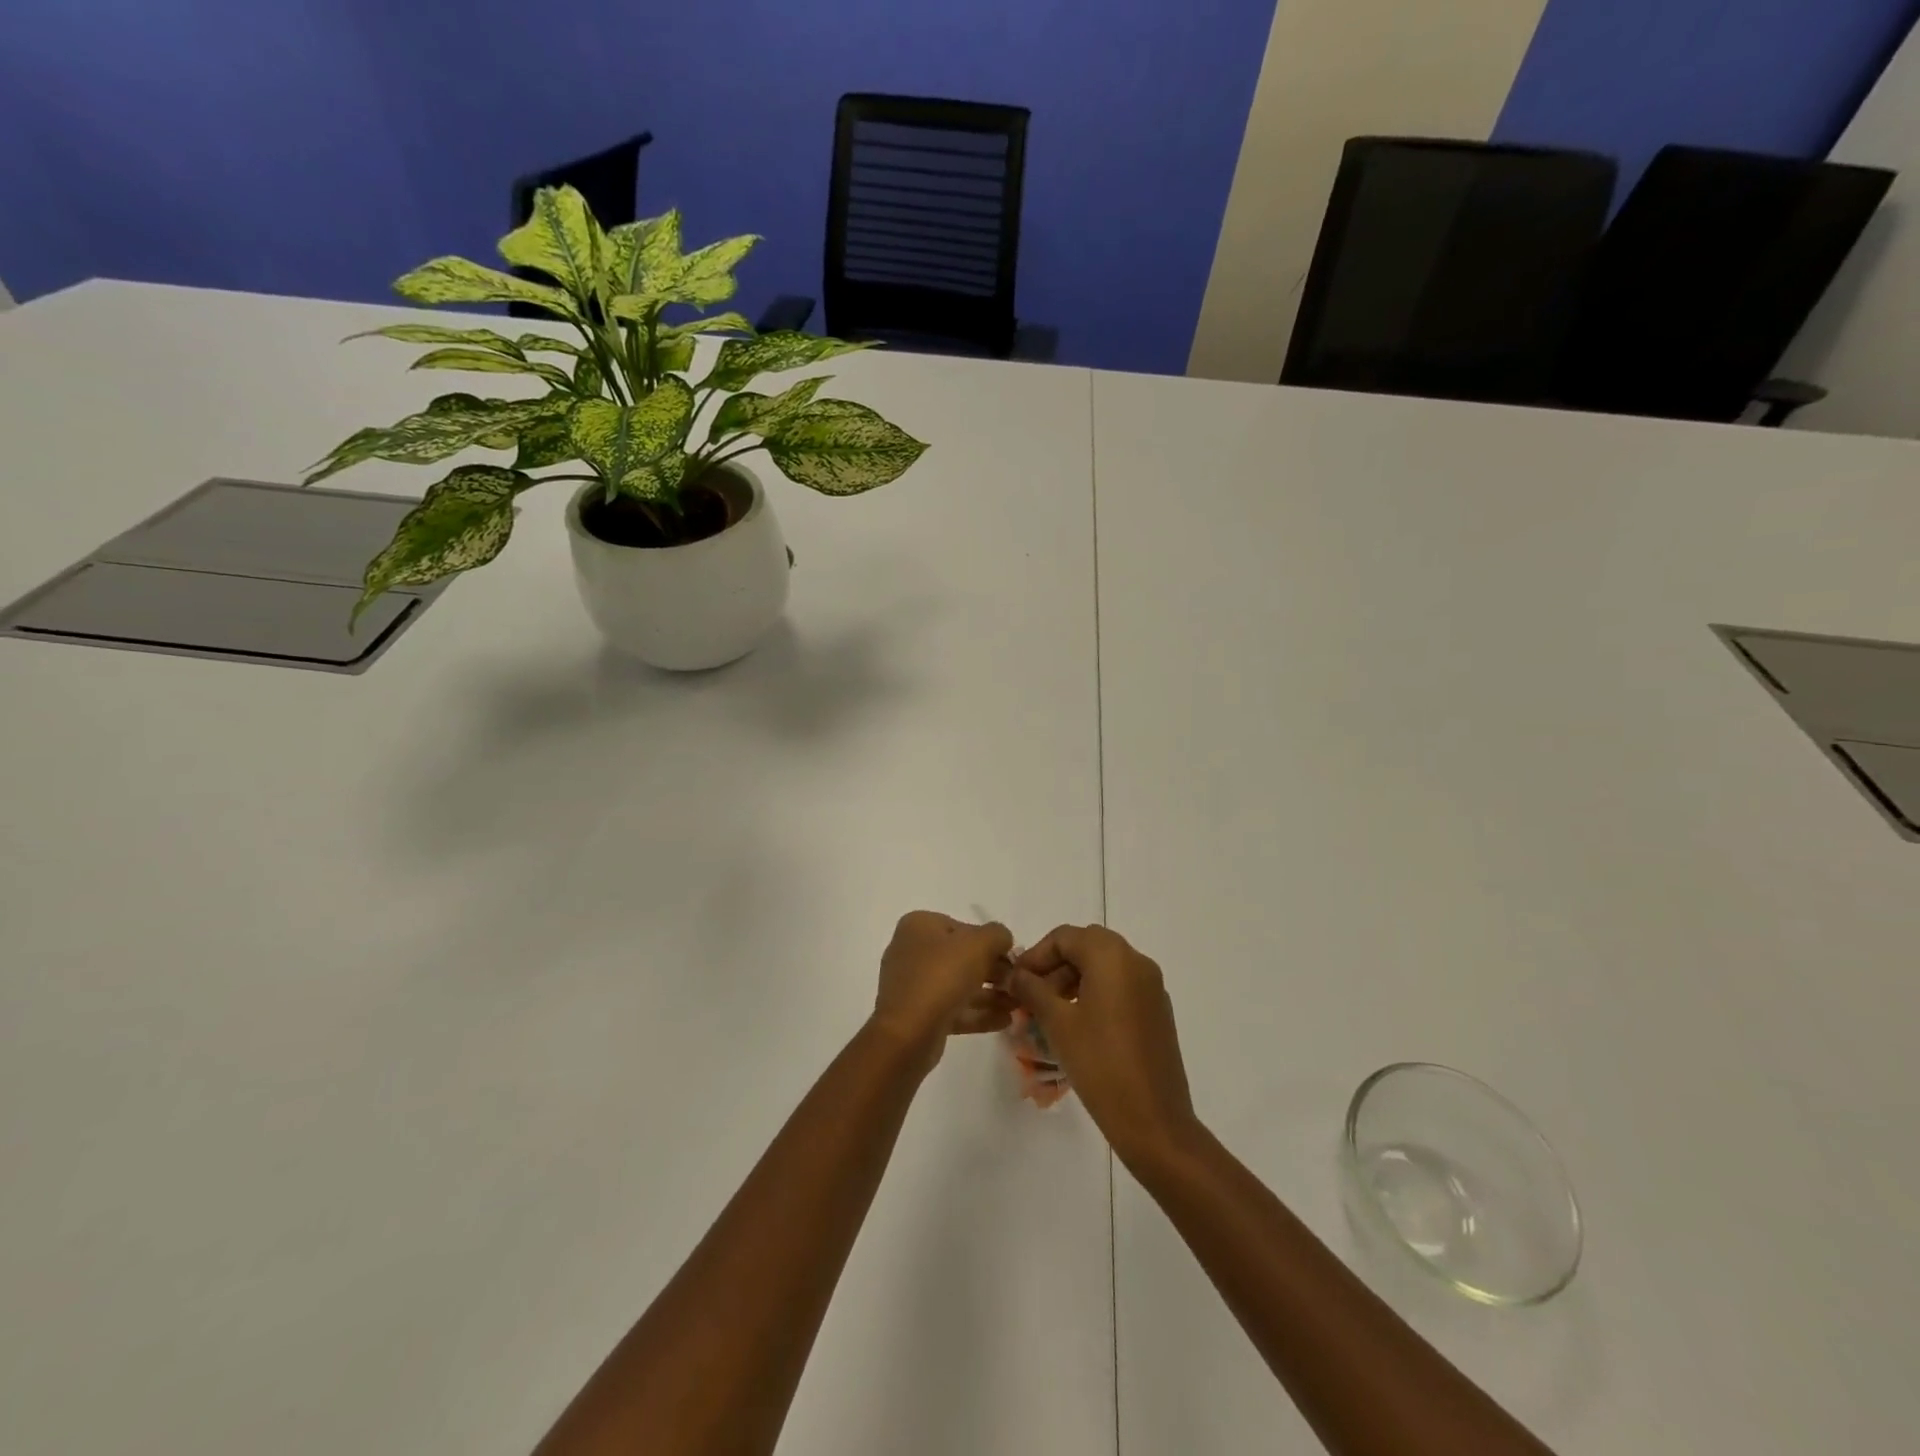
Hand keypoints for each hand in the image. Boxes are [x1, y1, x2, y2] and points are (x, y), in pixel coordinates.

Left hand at [871, 911, 1016, 1067]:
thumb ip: (997, 935)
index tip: (1012, 959)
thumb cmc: (942, 977)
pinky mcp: (918, 1015)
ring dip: (990, 994)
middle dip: (993, 971)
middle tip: (1017, 984)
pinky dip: (978, 1013)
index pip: (963, 927)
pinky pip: (953, 1008)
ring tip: (1018, 1004)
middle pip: (961, 957)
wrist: (907, 1034)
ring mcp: (913, 985)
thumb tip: (1002, 940)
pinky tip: (1005, 1020)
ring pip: (959, 985)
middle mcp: (912, 951)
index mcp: (919, 926)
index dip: (990, 942)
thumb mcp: (979, 945)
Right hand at [1008, 925, 1199, 1169]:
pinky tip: (1077, 1023)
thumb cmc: (1100, 1064)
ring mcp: (1152, 986)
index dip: (1036, 954)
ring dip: (1074, 978)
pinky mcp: (1157, 1010)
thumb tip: (1014, 973)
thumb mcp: (1057, 1023)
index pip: (1065, 936)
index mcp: (1113, 956)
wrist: (1153, 1120)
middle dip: (1055, 964)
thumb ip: (1032, 989)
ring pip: (1105, 965)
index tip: (1016, 980)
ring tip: (1048, 1011)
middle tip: (1031, 993)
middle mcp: (1137, 961)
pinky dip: (1096, 992)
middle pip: (1087, 946)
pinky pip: (1121, 985)